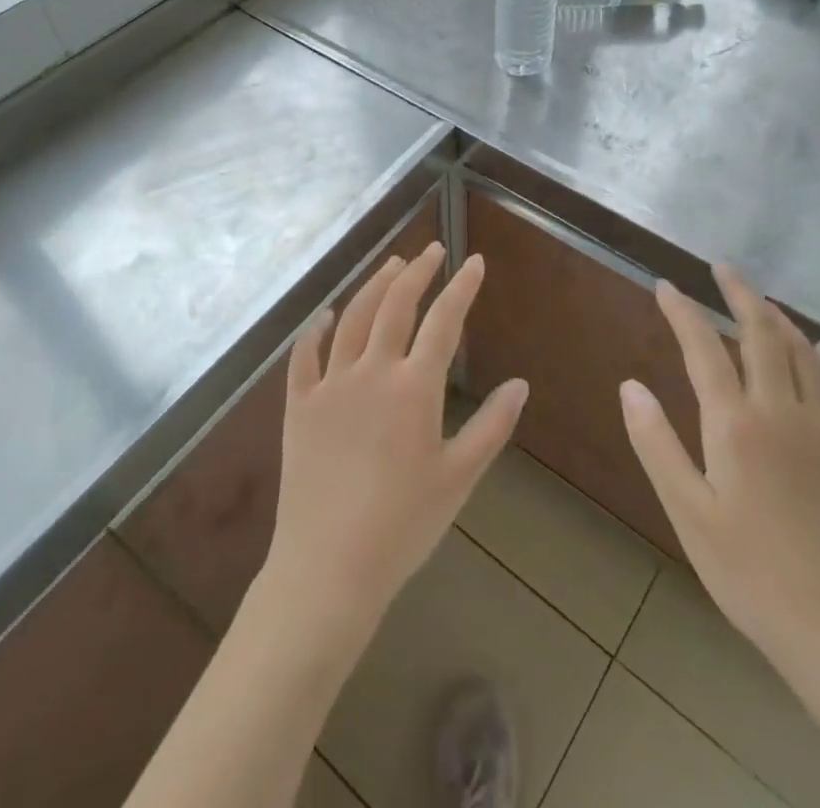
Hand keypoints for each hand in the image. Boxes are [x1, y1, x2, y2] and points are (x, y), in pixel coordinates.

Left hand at [262, 243, 527, 646]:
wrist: (328, 567)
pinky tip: (325, 315)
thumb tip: (520, 384)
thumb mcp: (459, 478)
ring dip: (374, 287)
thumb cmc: (403, 526)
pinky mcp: (298, 405)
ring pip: (353, 318)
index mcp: (414, 387)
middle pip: (395, 306)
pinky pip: (304, 356)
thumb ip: (492, 427)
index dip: (461, 287)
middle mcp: (371, 371)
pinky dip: (315, 330)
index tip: (474, 261)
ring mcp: (330, 385)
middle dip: (417, 272)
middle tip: (432, 251)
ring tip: (391, 265)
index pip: (443, 321)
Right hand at [621, 265, 819, 677]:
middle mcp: (782, 413)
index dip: (682, 311)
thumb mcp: (688, 514)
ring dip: (778, 318)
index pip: (703, 349)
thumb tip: (629, 385)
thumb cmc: (750, 574)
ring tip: (759, 298)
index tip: (665, 285)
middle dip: (739, 294)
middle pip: (761, 334)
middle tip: (721, 268)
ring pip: (803, 353)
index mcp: (736, 425)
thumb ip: (656, 444)